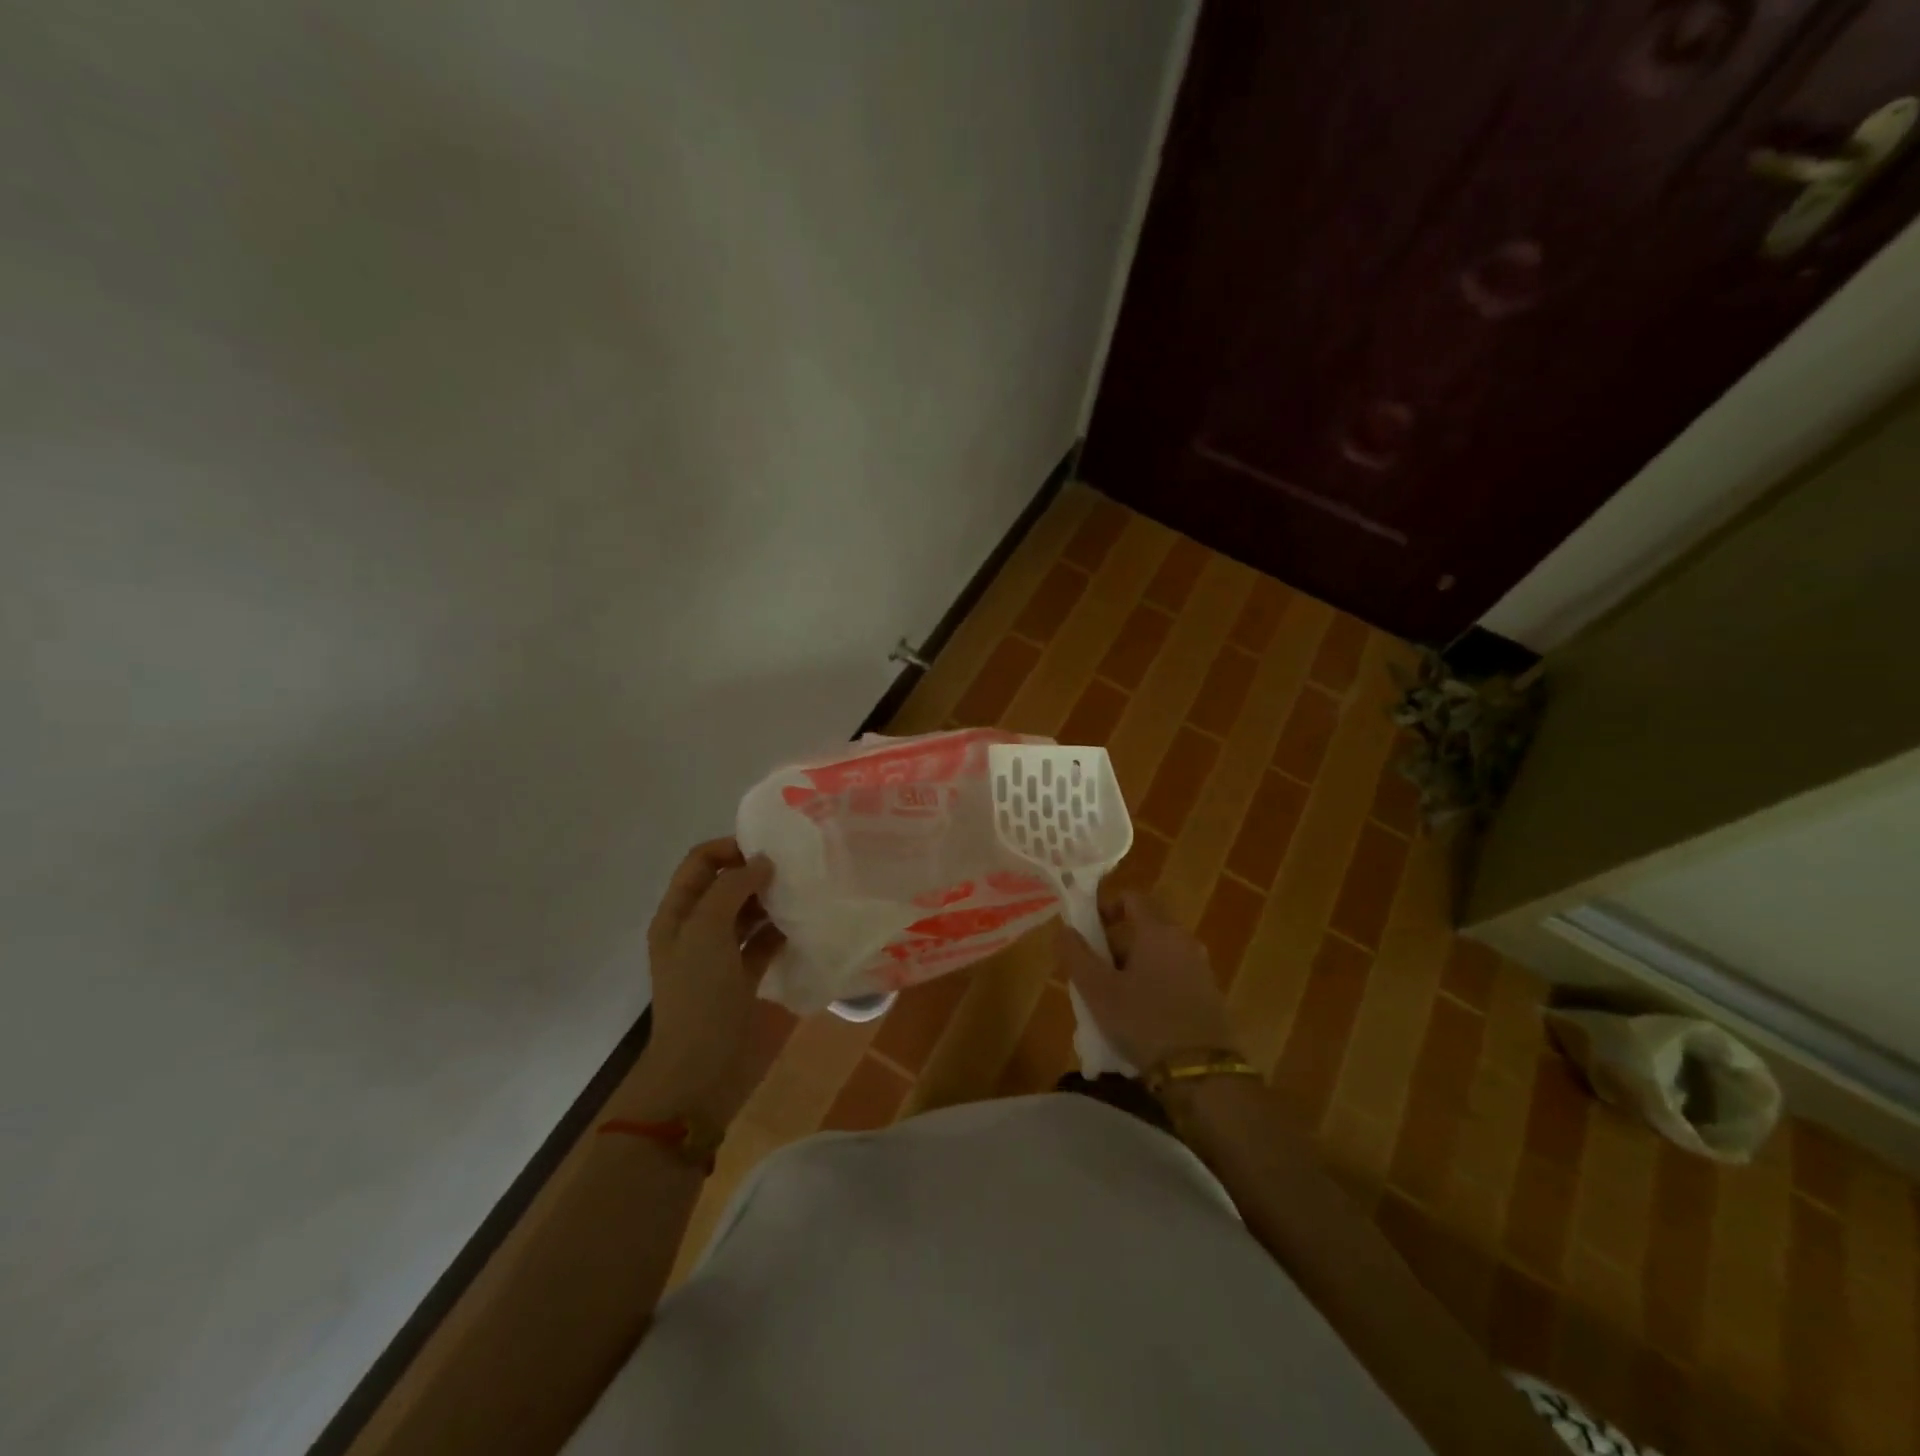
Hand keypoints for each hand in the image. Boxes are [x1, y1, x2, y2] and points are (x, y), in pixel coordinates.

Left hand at [627, 838, 784, 1129]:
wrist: (700, 1070)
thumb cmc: (698, 994)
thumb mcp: (707, 931)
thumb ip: (733, 888)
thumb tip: (763, 862)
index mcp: (678, 913)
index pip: (701, 862)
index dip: (730, 848)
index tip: (769, 849)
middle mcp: (697, 928)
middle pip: (727, 884)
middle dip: (756, 871)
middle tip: (795, 868)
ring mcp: (721, 954)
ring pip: (748, 912)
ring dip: (772, 900)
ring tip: (805, 891)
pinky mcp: (744, 977)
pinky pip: (764, 942)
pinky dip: (781, 931)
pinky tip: (805, 925)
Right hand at [1054, 887, 1240, 1070]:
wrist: (1202, 1074)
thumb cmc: (1144, 1022)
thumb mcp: (1098, 991)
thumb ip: (1076, 955)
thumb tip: (1063, 929)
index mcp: (1158, 931)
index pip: (1132, 898)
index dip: (1106, 907)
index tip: (1087, 929)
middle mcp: (1183, 941)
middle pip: (1145, 927)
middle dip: (1116, 943)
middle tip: (1094, 971)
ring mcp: (1201, 968)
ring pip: (1159, 954)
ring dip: (1134, 967)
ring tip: (1113, 998)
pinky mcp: (1209, 995)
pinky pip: (1174, 976)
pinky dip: (1154, 984)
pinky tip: (1140, 1016)